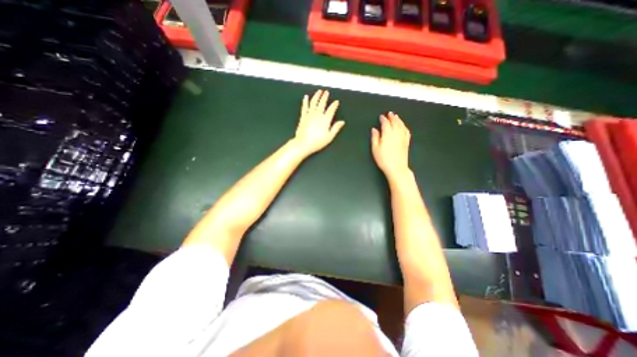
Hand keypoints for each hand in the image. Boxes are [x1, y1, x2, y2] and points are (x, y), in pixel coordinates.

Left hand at [293, 89, 343, 155]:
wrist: (303, 144)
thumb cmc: (317, 142)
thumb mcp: (329, 137)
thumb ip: (336, 128)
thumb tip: (342, 122)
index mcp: (325, 120)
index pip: (331, 109)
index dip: (334, 105)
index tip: (336, 102)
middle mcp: (317, 115)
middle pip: (322, 103)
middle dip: (325, 97)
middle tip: (326, 92)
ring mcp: (309, 115)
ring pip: (314, 102)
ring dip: (316, 96)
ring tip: (319, 91)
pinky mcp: (303, 117)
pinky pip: (305, 107)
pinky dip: (305, 101)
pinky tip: (306, 97)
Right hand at [371, 112, 409, 177]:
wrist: (396, 168)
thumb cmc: (384, 159)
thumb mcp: (375, 149)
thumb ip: (375, 138)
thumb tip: (374, 130)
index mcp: (388, 135)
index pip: (386, 123)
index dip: (383, 119)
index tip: (381, 117)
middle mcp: (396, 134)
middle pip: (395, 122)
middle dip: (392, 117)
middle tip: (390, 113)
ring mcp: (402, 138)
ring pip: (401, 125)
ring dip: (399, 120)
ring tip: (396, 117)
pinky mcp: (406, 142)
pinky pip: (406, 131)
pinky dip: (404, 127)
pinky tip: (403, 126)